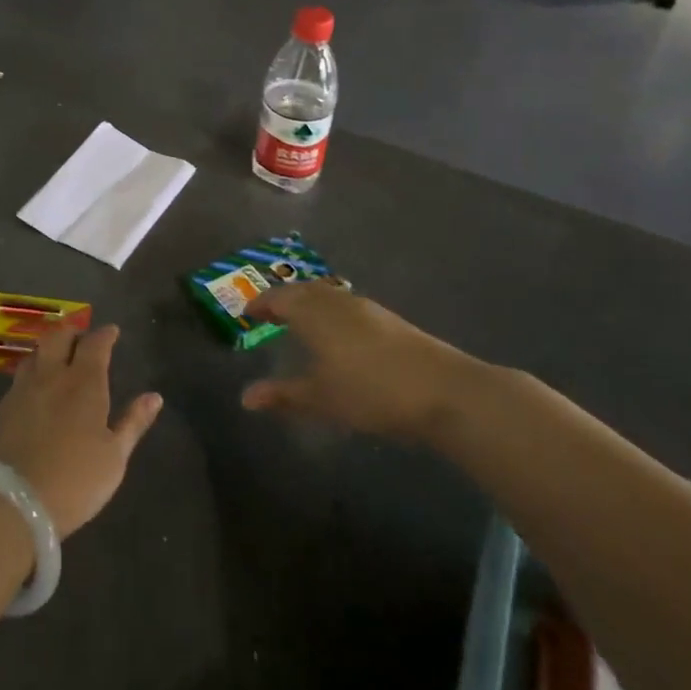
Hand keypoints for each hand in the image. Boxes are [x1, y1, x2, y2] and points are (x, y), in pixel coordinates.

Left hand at [0, 323, 162, 537]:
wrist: (10, 502)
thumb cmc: (74, 480)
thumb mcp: (114, 457)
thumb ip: (133, 423)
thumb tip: (154, 397)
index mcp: (84, 383)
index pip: (95, 344)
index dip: (105, 334)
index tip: (112, 331)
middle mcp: (52, 376)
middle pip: (59, 337)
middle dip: (72, 330)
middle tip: (82, 336)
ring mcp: (23, 390)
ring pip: (35, 353)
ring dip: (49, 348)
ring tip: (57, 356)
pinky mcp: (3, 409)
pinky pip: (20, 376)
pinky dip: (33, 371)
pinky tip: (36, 386)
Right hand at [240, 282, 472, 439]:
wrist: (444, 390)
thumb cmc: (371, 392)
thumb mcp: (321, 399)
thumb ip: (283, 395)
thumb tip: (246, 397)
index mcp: (314, 313)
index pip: (279, 298)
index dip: (261, 303)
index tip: (248, 312)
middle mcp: (337, 301)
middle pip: (304, 290)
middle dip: (284, 298)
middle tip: (270, 311)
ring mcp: (367, 307)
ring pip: (328, 295)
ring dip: (310, 301)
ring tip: (301, 320)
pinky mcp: (389, 319)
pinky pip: (347, 304)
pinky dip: (332, 310)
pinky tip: (339, 332)